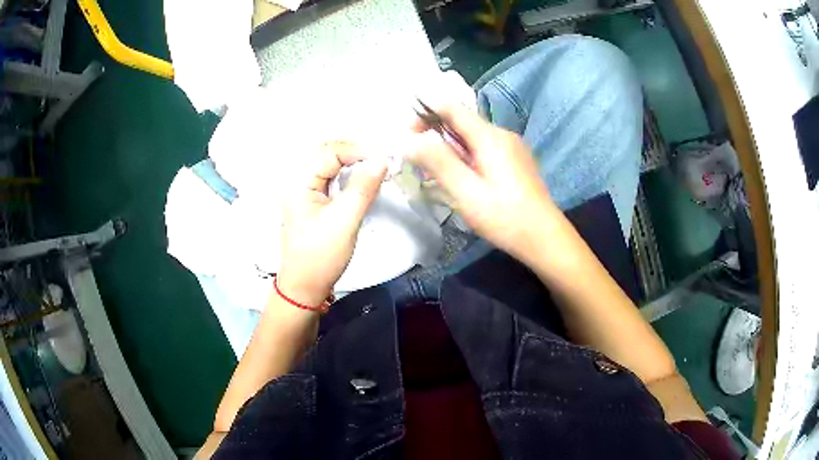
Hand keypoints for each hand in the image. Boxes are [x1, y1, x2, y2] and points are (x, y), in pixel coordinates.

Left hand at [277, 141, 386, 306]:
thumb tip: (383, 159)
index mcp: (299, 182)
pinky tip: (363, 178)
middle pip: (328, 151)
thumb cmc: (321, 256)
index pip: (330, 152)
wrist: (305, 286)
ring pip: (330, 163)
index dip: (358, 151)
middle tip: (381, 160)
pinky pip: (331, 177)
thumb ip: (363, 188)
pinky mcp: (313, 200)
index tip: (384, 160)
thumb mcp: (345, 221)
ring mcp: (304, 190)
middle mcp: (298, 180)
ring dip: (353, 161)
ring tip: (376, 166)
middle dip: (356, 151)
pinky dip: (349, 173)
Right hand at [407, 104, 558, 265]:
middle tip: (421, 165)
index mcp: (490, 136)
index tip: (408, 136)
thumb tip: (409, 140)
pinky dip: (468, 159)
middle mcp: (503, 135)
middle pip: (462, 123)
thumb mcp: (465, 191)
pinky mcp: (517, 162)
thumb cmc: (504, 216)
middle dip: (436, 138)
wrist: (545, 238)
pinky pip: (486, 150)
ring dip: (452, 151)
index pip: (451, 108)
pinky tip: (465, 182)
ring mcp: (513, 148)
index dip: (426, 114)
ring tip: (440, 178)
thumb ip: (437, 162)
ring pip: (473, 139)